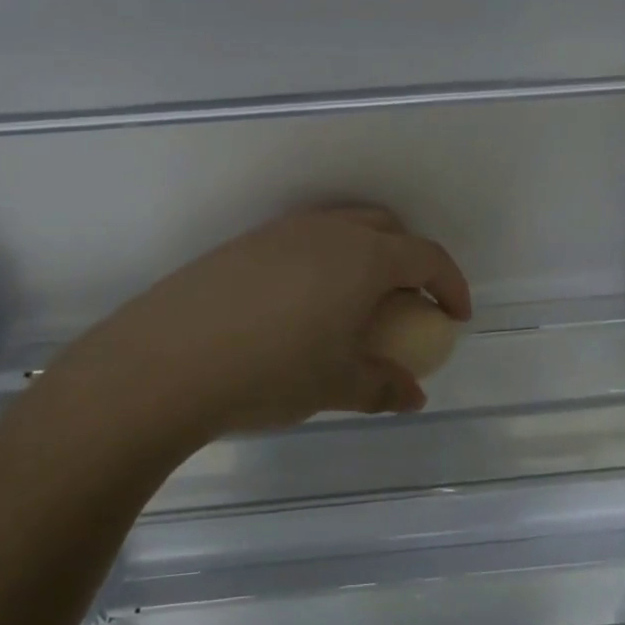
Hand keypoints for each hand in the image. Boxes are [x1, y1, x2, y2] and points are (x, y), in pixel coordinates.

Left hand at [58, 207, 471, 437]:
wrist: (168, 359)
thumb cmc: (271, 371)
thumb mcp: (336, 385)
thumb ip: (382, 386)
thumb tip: (413, 396)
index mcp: (363, 257)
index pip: (426, 256)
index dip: (450, 284)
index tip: (456, 316)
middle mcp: (327, 231)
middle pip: (386, 228)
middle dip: (408, 258)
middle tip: (408, 303)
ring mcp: (282, 231)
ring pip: (341, 228)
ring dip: (364, 255)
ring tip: (356, 302)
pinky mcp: (245, 243)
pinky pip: (302, 240)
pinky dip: (323, 260)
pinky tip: (302, 305)